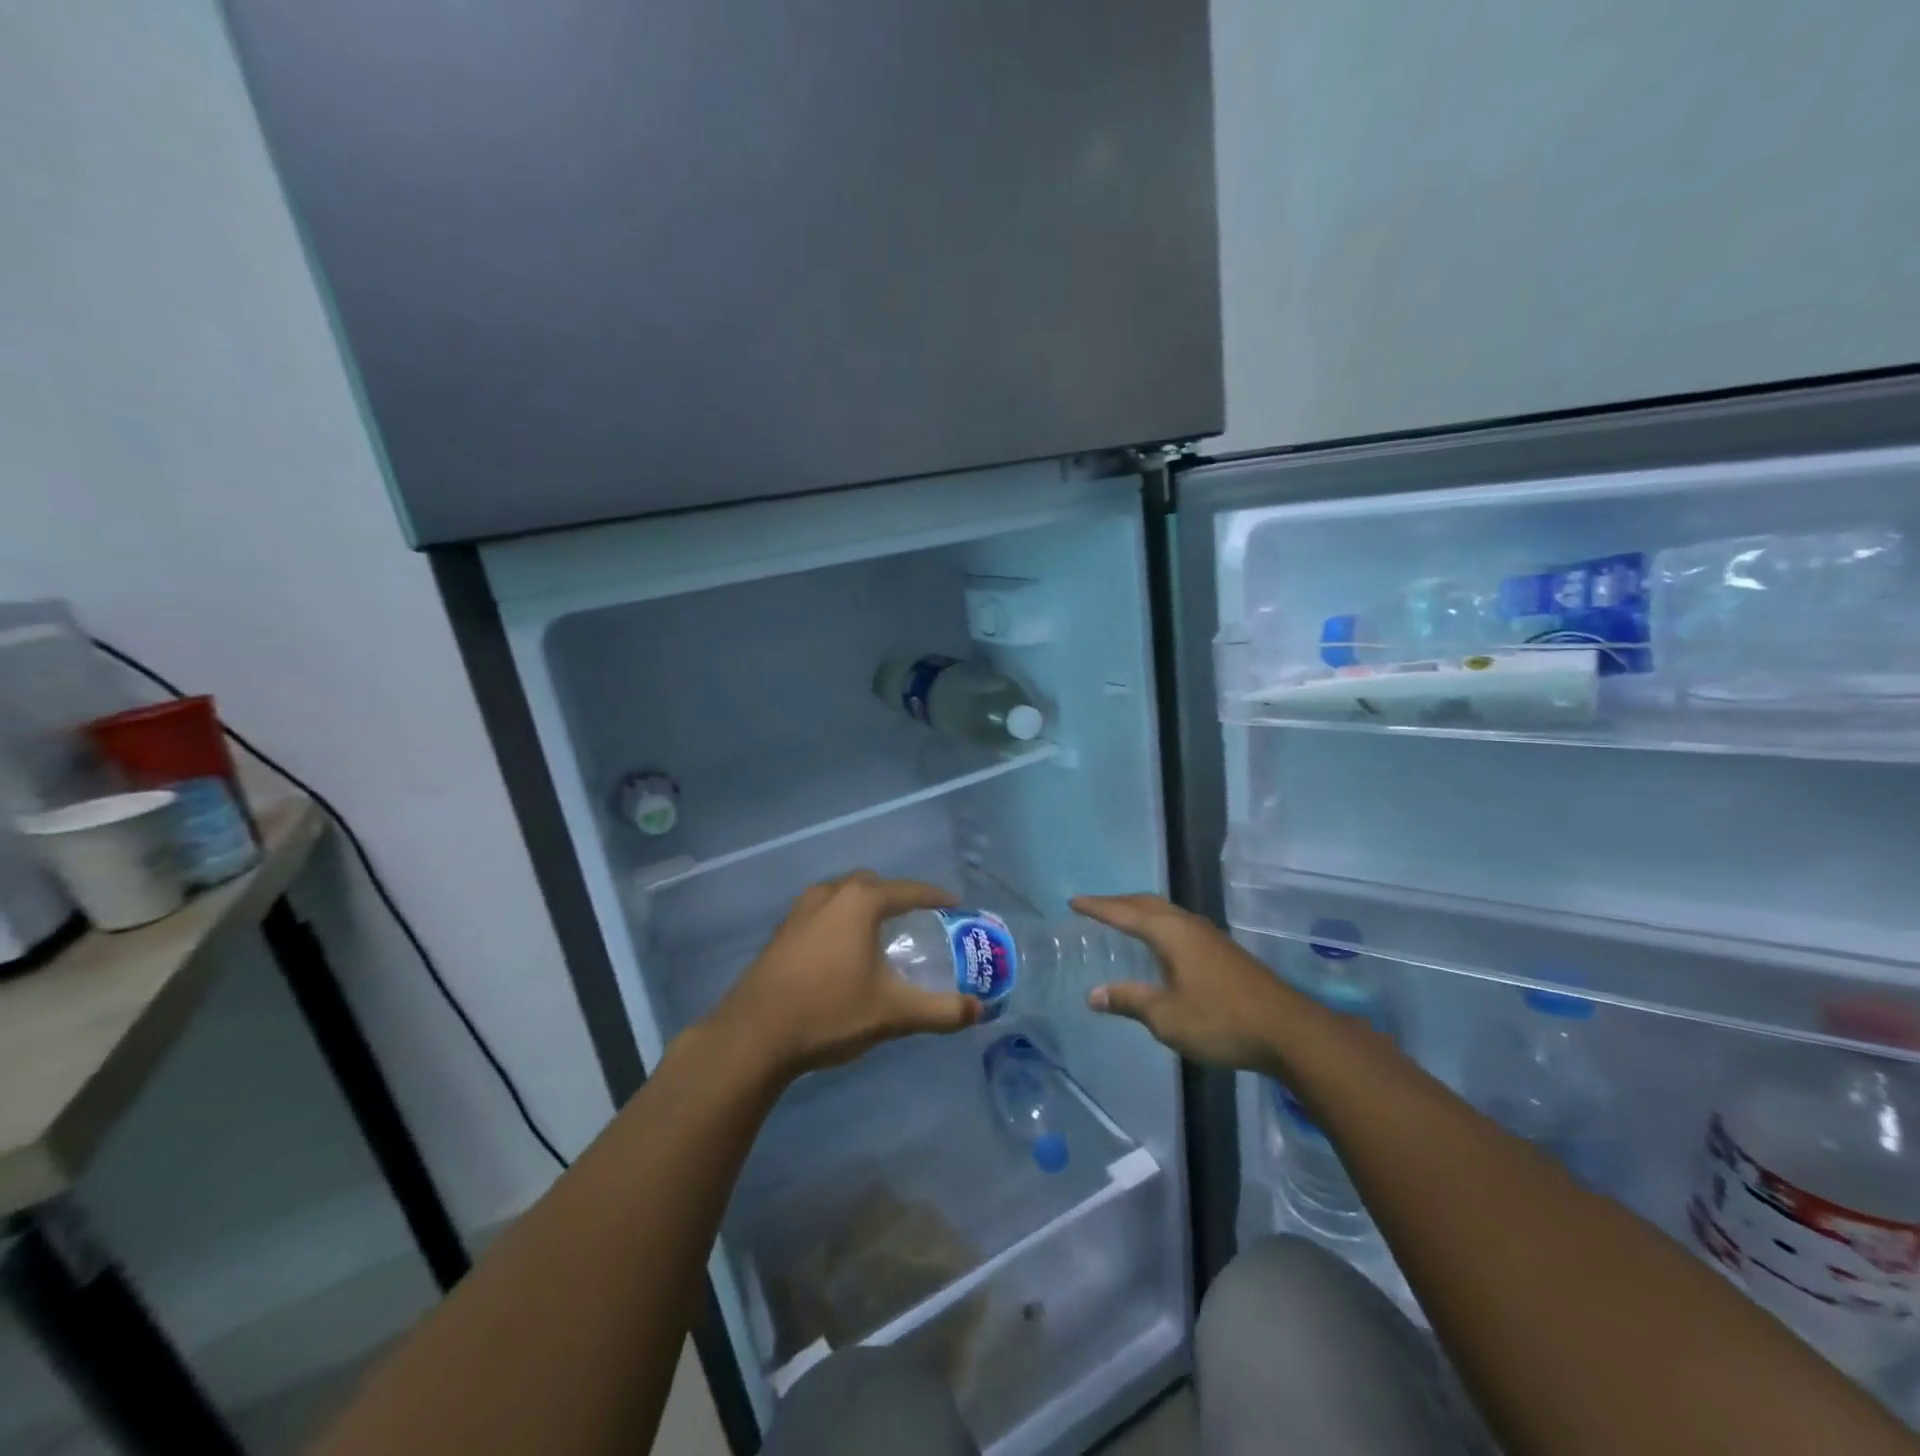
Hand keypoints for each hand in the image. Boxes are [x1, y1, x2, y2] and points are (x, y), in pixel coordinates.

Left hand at [708, 871, 979, 1080]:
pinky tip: (841, 952)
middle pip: (870, 884)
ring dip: (862, 905)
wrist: (754, 1035)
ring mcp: (798, 912)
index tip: (954, 904)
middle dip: (895, 896)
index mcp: (859, 903)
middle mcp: (828, 896)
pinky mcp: (780, 933)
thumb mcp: (892, 1013)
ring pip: (839, 894)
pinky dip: (838, 920)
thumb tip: (979, 1010)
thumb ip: (940, 1010)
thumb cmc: (829, 1012)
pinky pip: (820, 912)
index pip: (907, 890)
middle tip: (914, 919)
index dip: (933, 896)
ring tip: (878, 932)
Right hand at [1071, 893, 1293, 1071]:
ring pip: (1166, 912)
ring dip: (1140, 911)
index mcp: (1170, 933)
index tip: (1073, 902)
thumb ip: (1129, 1001)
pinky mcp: (1223, 952)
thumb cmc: (1221, 1020)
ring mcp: (1210, 936)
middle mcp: (1188, 925)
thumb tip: (1094, 994)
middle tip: (1094, 907)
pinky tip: (1160, 945)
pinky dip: (1158, 925)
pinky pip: (1179, 925)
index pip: (1124, 913)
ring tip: (1122, 919)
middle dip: (1118, 902)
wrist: (1289, 1031)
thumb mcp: (1166, 1017)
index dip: (1097, 907)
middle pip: (1147, 904)